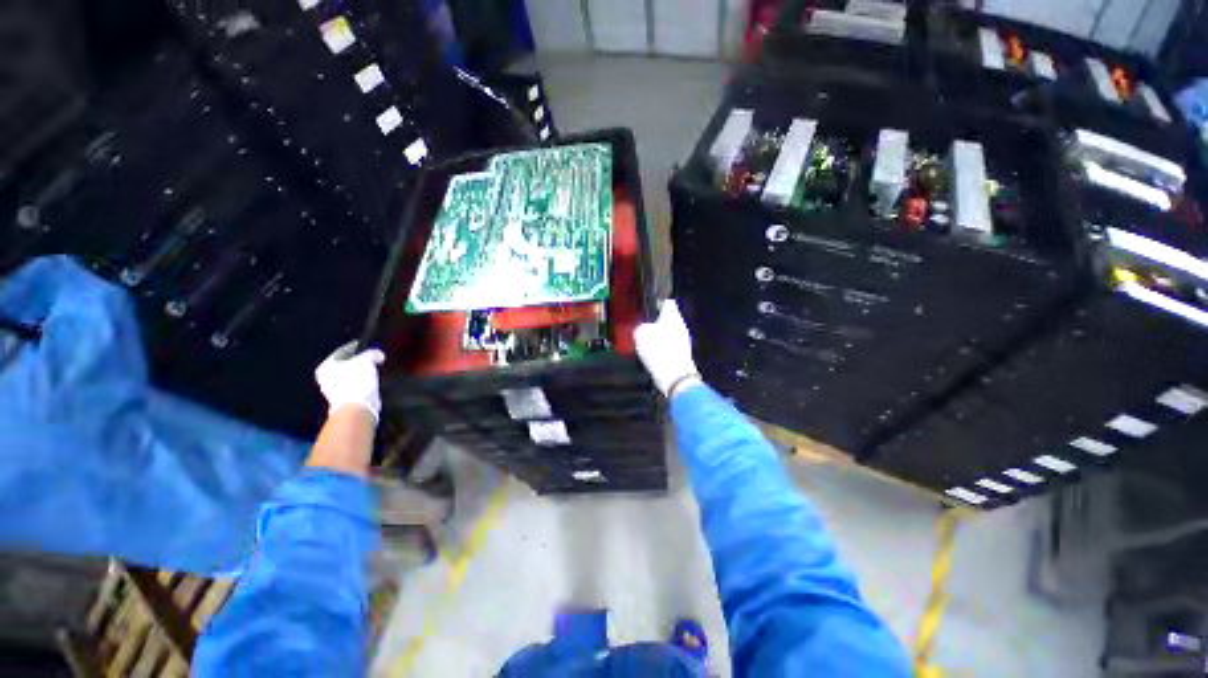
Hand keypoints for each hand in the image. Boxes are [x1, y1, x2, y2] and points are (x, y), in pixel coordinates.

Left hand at [314, 341, 385, 421]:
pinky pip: (356, 385)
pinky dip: (364, 382)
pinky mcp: (346, 399)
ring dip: (362, 372)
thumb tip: (378, 355)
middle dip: (358, 360)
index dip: (354, 346)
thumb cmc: (356, 381)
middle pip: (345, 364)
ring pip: (351, 375)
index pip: (342, 351)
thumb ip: (372, 353)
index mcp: (326, 367)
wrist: (357, 407)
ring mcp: (335, 390)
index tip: (364, 344)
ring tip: (375, 367)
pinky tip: (374, 380)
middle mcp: (326, 378)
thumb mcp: (366, 360)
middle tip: (371, 356)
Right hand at [633, 299, 700, 398]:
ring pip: (668, 333)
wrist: (675, 377)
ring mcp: (682, 341)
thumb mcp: (641, 334)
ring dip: (657, 336)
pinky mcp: (680, 355)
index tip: (646, 306)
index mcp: (673, 316)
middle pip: (667, 318)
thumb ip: (640, 327)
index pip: (667, 302)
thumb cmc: (659, 351)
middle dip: (655, 321)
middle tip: (641, 324)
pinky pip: (668, 346)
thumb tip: (642, 329)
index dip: (656, 303)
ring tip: (643, 340)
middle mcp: (680, 326)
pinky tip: (650, 354)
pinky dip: (660, 349)